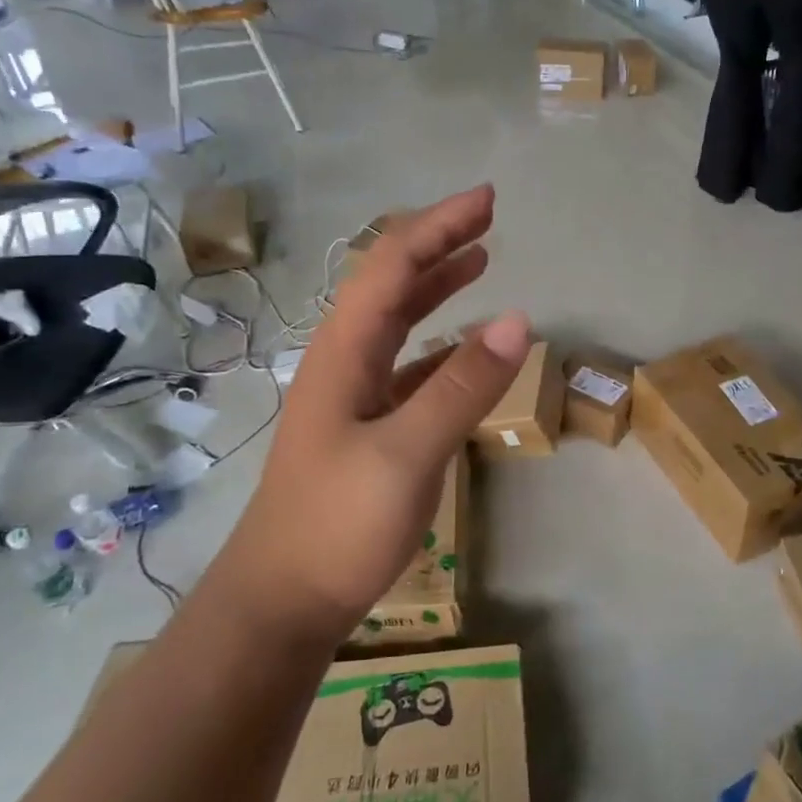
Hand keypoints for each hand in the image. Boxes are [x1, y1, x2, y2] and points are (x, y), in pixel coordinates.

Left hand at [214, 186, 529, 637]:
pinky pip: (408, 366)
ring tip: (478, 261)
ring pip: (397, 323)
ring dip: (436, 287)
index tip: (486, 200)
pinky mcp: (367, 428)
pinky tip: (464, 348)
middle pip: (391, 284)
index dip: (438, 227)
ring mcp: (353, 396)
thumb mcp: (407, 454)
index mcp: (344, 352)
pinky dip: (440, 344)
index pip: (391, 266)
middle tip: (486, 218)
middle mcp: (345, 361)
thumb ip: (462, 387)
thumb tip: (519, 319)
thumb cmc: (337, 525)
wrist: (282, 601)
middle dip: (437, 244)